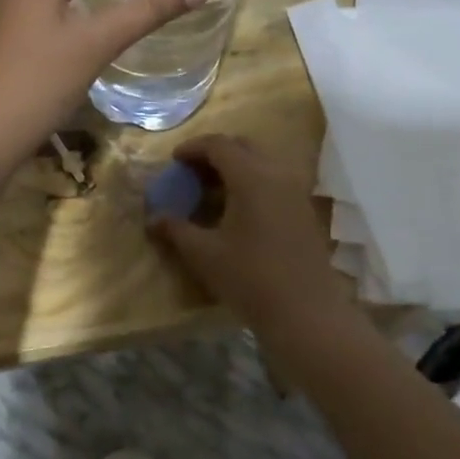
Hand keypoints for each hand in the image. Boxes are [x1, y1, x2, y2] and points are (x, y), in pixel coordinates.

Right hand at [150, 134, 343, 328]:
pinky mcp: (305, 210)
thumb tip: (153, 220)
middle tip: (192, 172)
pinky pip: (275, 181)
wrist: (306, 314)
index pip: (219, 145)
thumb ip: (176, 230)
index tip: (174, 160)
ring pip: (262, 163)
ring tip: (213, 191)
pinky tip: (238, 210)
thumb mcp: (204, 255)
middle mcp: (277, 174)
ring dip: (236, 168)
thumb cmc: (250, 279)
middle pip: (243, 147)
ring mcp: (296, 192)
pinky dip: (253, 183)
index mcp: (251, 177)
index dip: (193, 148)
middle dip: (215, 153)